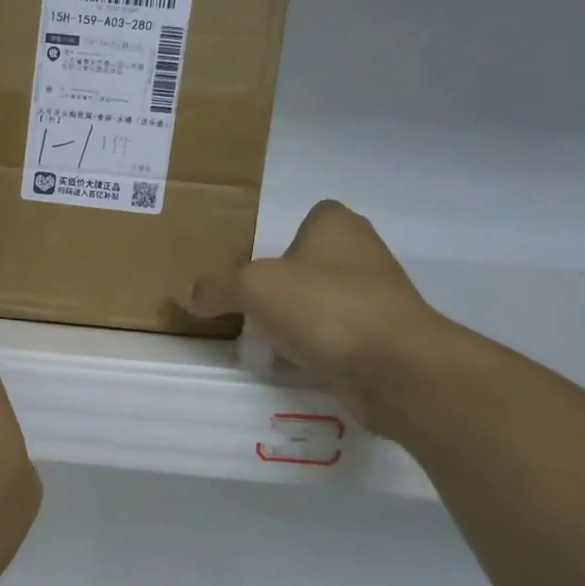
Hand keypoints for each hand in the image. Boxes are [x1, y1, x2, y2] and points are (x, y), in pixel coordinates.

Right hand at [186, 201, 452, 434]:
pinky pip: (333, 337)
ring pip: (322, 302)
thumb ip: (218, 288)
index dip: (282, 236)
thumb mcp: (253, 288)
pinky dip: (313, 348)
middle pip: (311, 264)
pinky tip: (289, 362)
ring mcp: (376, 299)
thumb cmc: (325, 307)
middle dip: (283, 283)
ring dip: (297, 319)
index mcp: (337, 226)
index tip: (254, 263)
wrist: (396, 367)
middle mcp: (362, 255)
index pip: (310, 217)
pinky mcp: (380, 340)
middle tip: (247, 302)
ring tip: (262, 336)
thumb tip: (188, 294)